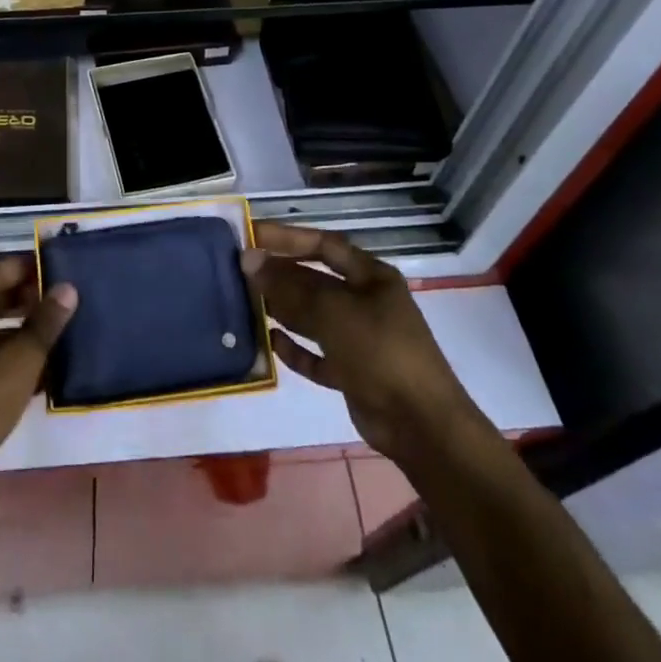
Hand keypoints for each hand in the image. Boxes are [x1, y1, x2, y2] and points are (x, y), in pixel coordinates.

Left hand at [0, 256, 77, 488]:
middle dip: (25, 300)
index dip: (29, 269)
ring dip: (17, 330)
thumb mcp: (20, 359)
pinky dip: (3, 356)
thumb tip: (68, 288)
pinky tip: (35, 369)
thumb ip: (45, 321)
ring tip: (55, 333)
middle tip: (62, 302)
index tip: (60, 270)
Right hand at [242, 223, 477, 463]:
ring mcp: (360, 339)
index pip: (322, 244)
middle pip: (315, 280)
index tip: (251, 236)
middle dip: (280, 276)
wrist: (421, 425)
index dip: (287, 238)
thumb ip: (289, 286)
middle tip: (240, 273)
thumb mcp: (332, 311)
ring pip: (313, 317)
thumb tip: (249, 260)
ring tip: (245, 303)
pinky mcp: (352, 373)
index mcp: (370, 277)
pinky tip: (269, 342)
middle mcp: (365, 302)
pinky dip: (295, 349)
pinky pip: (316, 354)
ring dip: (283, 310)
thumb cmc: (380, 351)